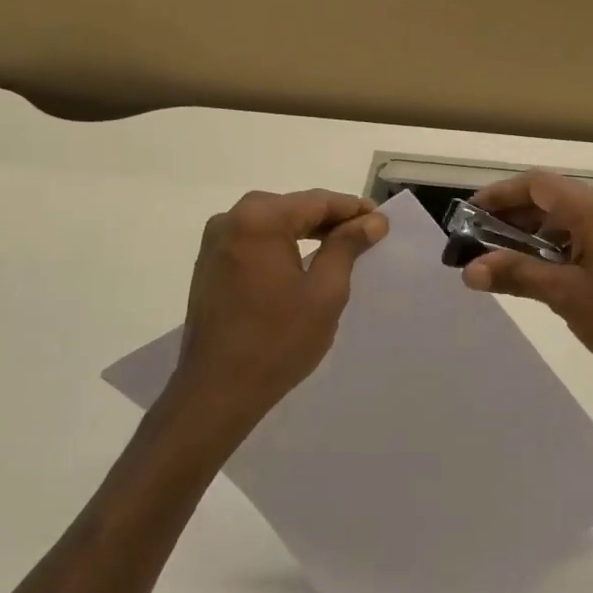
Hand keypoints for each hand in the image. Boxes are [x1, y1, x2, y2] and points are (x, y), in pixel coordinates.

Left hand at [166, 190, 388, 439]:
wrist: (217, 391)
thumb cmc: (278, 340)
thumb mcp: (325, 291)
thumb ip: (347, 246)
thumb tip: (372, 221)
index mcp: (259, 218)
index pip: (317, 201)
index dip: (354, 209)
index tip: (383, 222)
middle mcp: (231, 219)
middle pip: (293, 207)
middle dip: (331, 220)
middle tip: (367, 236)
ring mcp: (216, 242)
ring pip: (273, 224)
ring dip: (307, 233)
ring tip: (341, 249)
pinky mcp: (210, 264)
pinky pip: (255, 242)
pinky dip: (283, 246)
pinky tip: (303, 263)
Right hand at [461, 170, 592, 386]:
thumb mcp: (566, 296)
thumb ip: (517, 275)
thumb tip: (469, 270)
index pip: (538, 184)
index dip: (500, 194)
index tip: (469, 214)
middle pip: (554, 197)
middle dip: (514, 215)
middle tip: (481, 240)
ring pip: (572, 217)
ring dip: (537, 232)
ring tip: (508, 259)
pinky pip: (590, 233)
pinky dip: (562, 244)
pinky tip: (548, 272)